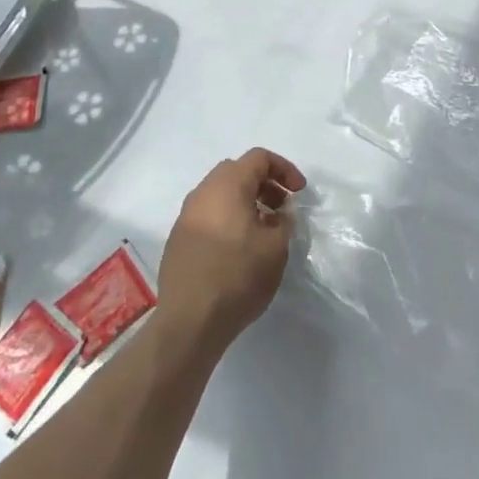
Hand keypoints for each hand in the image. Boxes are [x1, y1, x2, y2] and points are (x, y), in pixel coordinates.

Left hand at [155, 148, 306, 355]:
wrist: (190, 320)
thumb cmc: (238, 276)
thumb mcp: (275, 248)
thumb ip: (284, 222)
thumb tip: (280, 214)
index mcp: (227, 185)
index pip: (259, 158)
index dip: (284, 169)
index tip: (299, 192)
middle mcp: (203, 192)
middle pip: (237, 172)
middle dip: (264, 184)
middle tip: (282, 208)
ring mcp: (186, 215)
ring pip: (221, 194)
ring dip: (246, 202)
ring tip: (264, 230)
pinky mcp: (178, 238)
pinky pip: (209, 215)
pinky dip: (228, 218)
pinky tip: (240, 247)